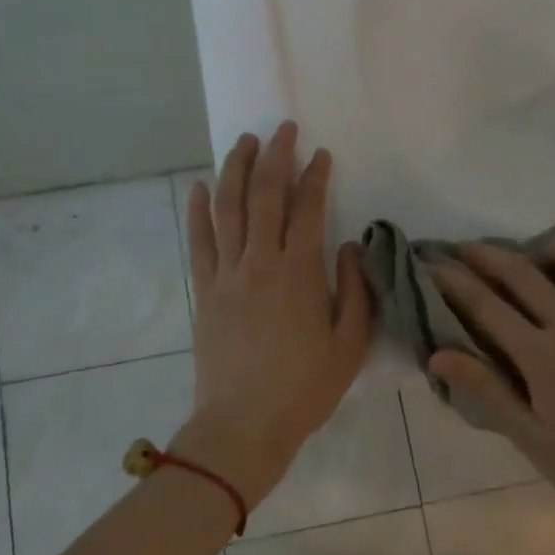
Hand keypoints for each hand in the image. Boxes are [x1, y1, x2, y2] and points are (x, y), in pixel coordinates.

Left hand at [174, 122, 373, 505]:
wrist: (244, 425)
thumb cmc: (305, 388)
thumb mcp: (350, 344)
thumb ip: (355, 290)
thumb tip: (349, 246)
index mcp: (299, 273)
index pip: (307, 208)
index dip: (315, 176)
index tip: (322, 154)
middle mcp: (259, 262)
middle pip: (263, 195)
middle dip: (274, 156)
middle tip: (282, 129)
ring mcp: (226, 275)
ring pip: (227, 208)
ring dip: (235, 169)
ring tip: (243, 141)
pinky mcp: (204, 291)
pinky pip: (199, 241)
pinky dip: (199, 210)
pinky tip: (201, 186)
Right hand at [429, 242, 554, 520]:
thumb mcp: (527, 436)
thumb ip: (484, 389)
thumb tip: (437, 355)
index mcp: (543, 357)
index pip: (487, 306)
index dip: (454, 282)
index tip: (432, 264)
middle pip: (527, 275)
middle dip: (490, 256)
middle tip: (468, 248)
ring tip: (541, 253)